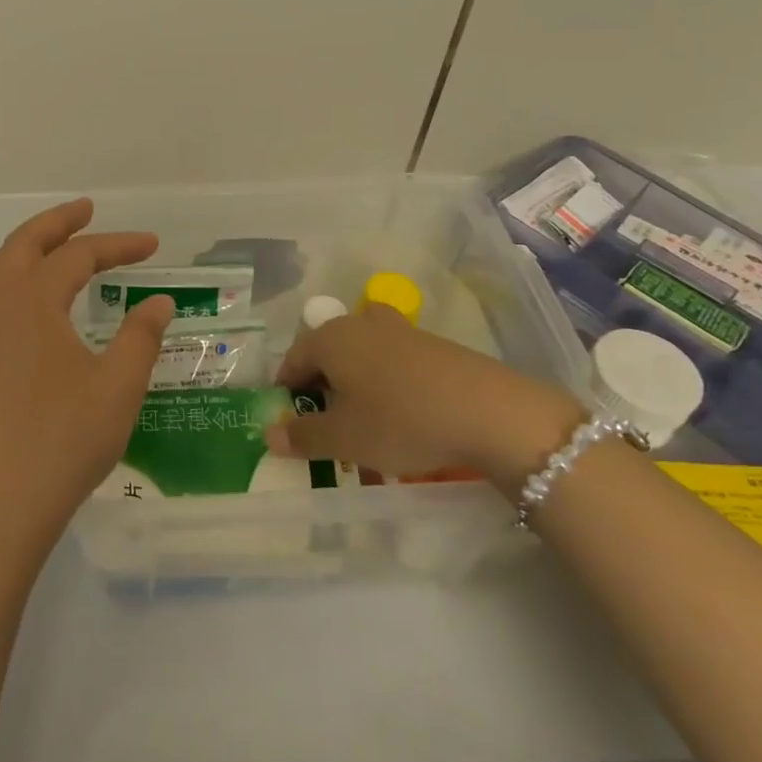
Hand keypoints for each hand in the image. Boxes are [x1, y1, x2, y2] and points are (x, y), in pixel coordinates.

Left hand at [0, 198, 175, 550]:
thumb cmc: (63, 438)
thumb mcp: (118, 385)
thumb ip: (141, 337)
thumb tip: (158, 302)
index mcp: (32, 302)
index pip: (79, 256)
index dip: (118, 244)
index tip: (154, 246)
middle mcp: (0, 309)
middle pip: (22, 246)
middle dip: (56, 223)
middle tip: (86, 210)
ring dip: (24, 251)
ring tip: (50, 249)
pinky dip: (6, 291)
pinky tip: (22, 315)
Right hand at [267, 303, 583, 493]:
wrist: (491, 413)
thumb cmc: (401, 421)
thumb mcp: (344, 438)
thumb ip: (302, 435)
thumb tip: (270, 433)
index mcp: (329, 338)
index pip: (292, 362)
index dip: (287, 395)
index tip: (292, 427)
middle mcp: (359, 323)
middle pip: (325, 355)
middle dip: (321, 390)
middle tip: (328, 428)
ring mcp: (398, 330)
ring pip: (360, 357)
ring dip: (354, 387)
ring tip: (365, 423)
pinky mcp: (431, 344)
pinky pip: (391, 362)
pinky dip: (385, 385)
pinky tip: (402, 416)